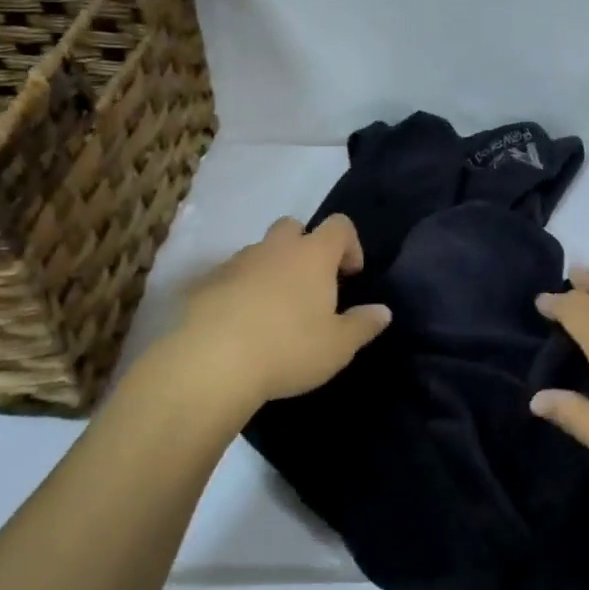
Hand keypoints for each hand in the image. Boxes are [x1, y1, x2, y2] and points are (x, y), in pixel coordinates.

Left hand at [131, 215, 391, 430]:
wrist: (212, 363)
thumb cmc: (288, 349)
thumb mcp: (338, 346)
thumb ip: (363, 325)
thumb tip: (383, 311)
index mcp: (313, 255)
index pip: (339, 226)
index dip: (350, 244)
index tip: (350, 275)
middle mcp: (275, 249)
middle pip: (293, 227)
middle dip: (305, 247)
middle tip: (310, 285)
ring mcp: (237, 263)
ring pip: (260, 252)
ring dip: (271, 269)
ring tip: (274, 310)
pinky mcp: (206, 283)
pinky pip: (230, 277)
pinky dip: (240, 290)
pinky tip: (241, 324)